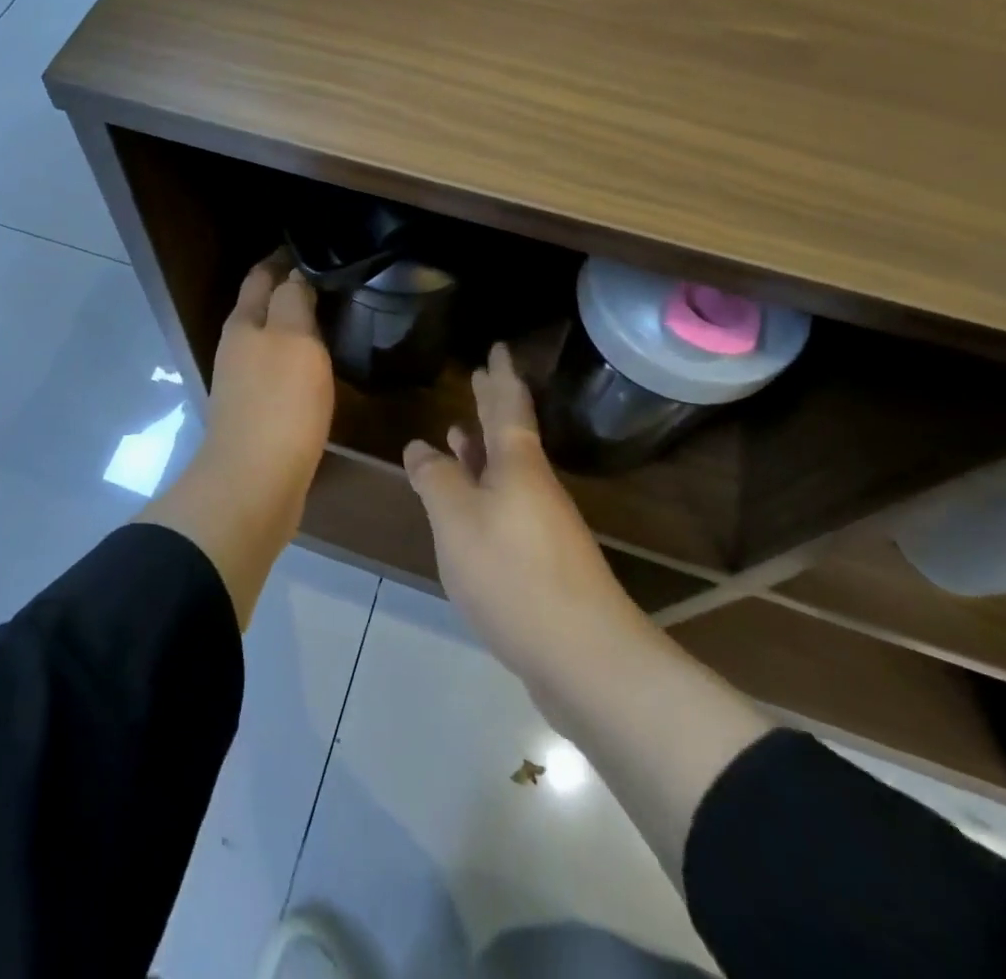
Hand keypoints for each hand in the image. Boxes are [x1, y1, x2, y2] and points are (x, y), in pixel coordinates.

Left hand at [196, 257, 335, 537]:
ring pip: (272, 341)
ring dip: (296, 327)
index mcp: (245, 323)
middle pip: (264, 307)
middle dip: (290, 290)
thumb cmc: (279, 403)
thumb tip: (294, 273)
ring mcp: (245, 383)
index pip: (262, 276)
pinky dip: (298, 360)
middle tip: (332, 281)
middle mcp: (239, 347)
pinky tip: (320, 366)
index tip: (315, 248)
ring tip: (332, 318)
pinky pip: (280, 373)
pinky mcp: (258, 414)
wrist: (255, 483)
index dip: (284, 258)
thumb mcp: (293, 339)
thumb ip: (293, 301)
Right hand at [404, 344, 635, 688]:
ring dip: (484, 448)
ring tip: (461, 432)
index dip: (500, 375)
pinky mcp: (541, 559)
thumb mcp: (457, 520)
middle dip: (494, 404)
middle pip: (511, 434)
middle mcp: (534, 486)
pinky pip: (506, 504)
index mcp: (518, 465)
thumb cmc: (513, 574)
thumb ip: (436, 479)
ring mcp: (542, 524)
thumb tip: (420, 447)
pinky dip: (485, 490)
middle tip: (481, 376)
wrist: (584, 657)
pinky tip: (471, 505)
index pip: (508, 405)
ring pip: (507, 471)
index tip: (498, 348)